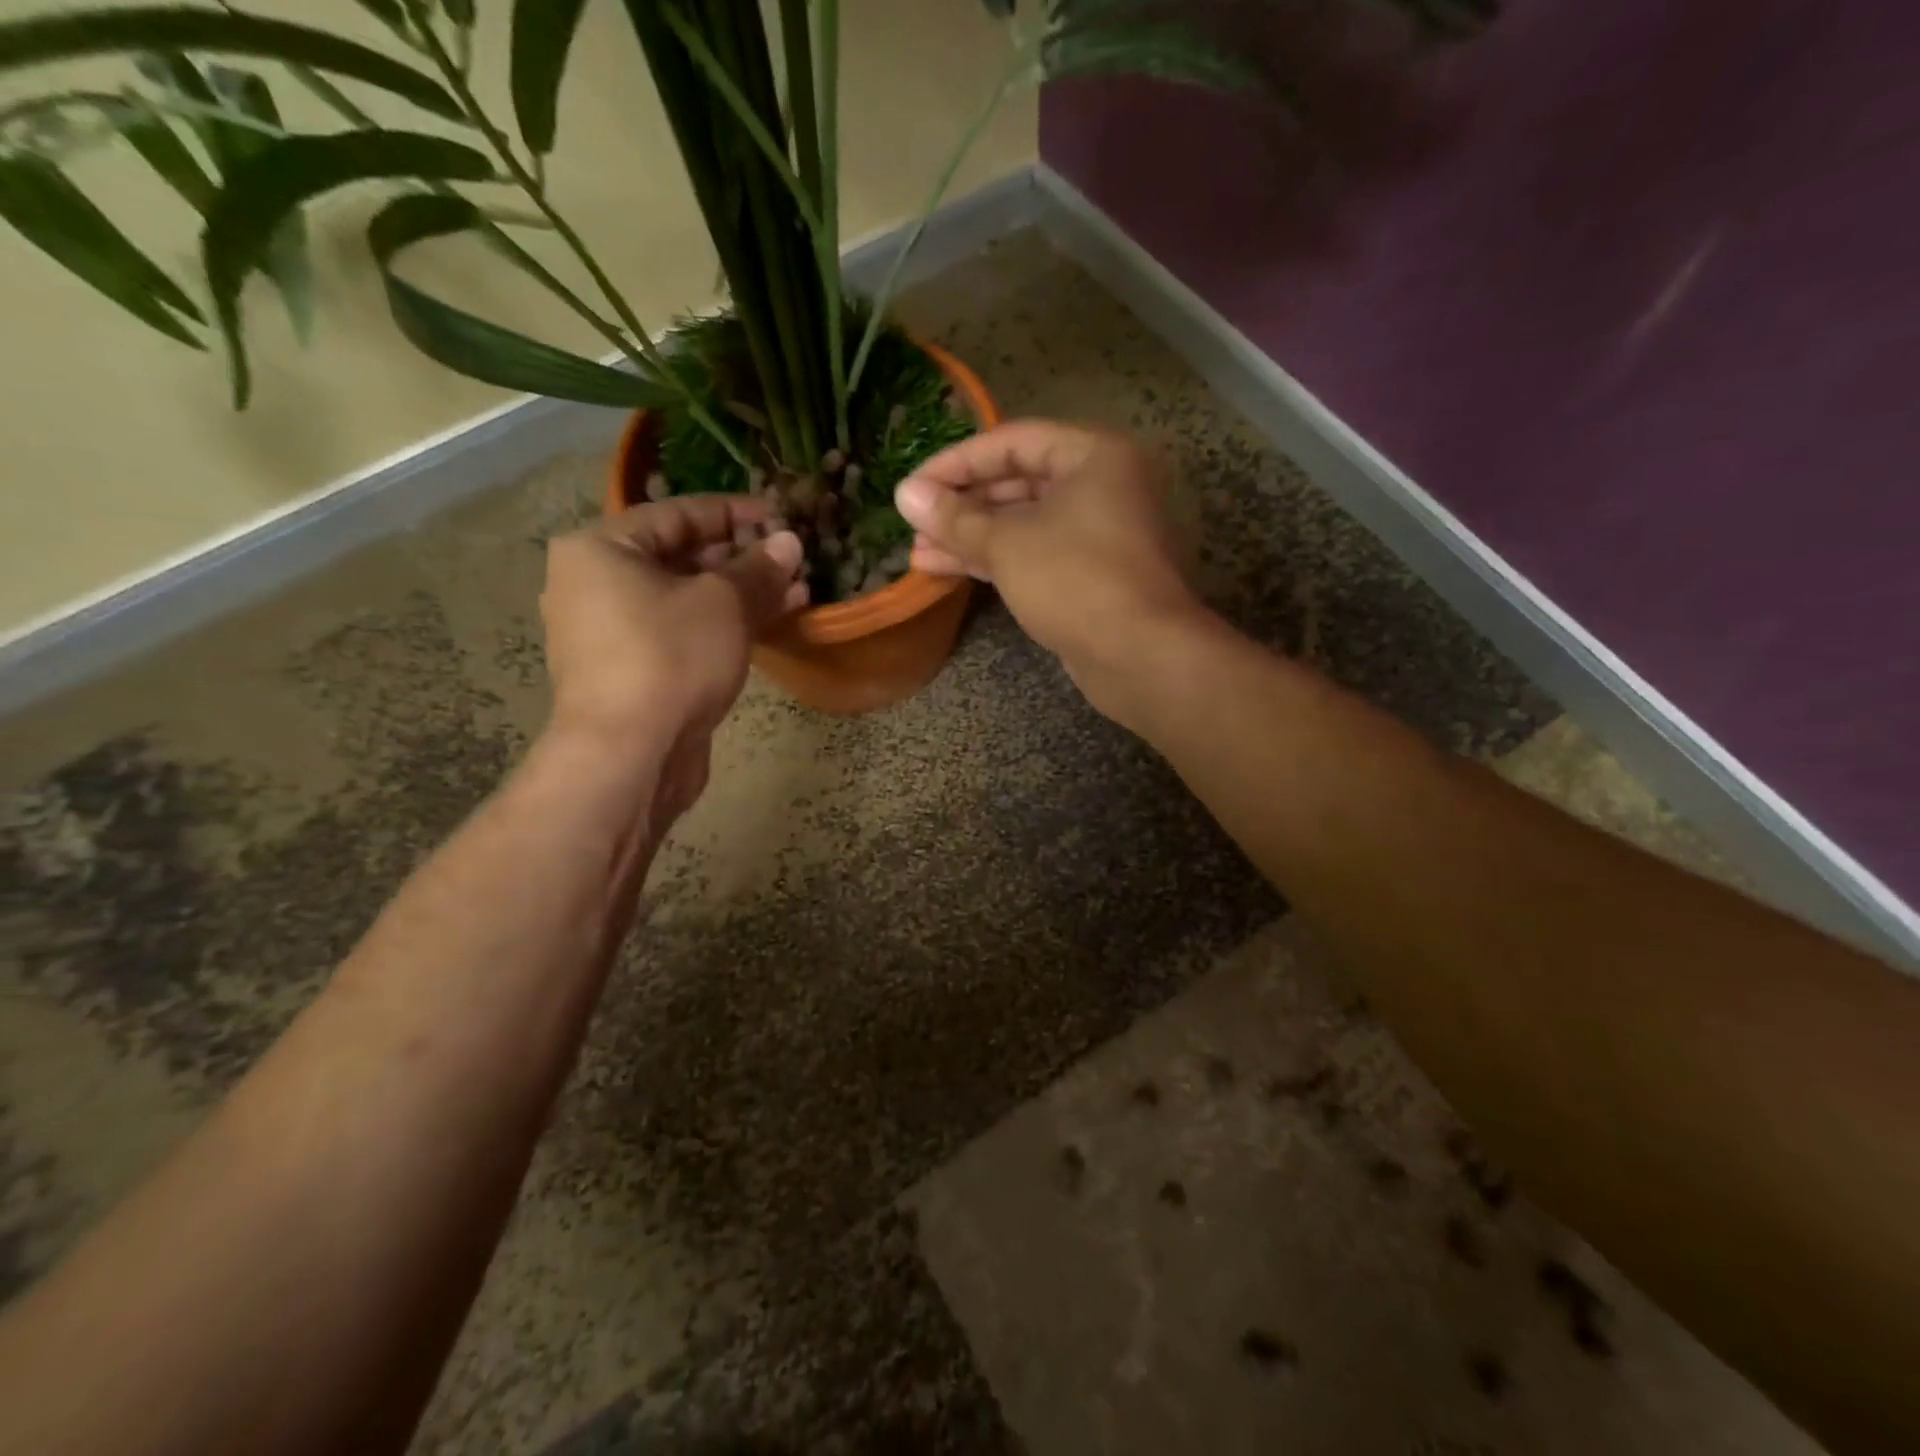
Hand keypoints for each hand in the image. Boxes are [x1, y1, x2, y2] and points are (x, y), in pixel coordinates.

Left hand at [539, 495, 805, 821]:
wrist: (630, 753)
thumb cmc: (670, 657)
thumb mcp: (724, 603)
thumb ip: (759, 568)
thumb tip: (789, 542)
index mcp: (601, 549)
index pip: (678, 513)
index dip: (736, 513)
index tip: (781, 516)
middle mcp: (596, 584)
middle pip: (681, 557)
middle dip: (743, 559)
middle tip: (792, 560)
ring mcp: (612, 633)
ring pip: (687, 600)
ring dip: (741, 595)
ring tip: (796, 592)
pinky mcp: (634, 672)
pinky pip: (683, 634)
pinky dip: (722, 626)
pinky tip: (770, 626)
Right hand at [894, 421, 1206, 712]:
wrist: (1139, 655)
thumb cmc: (1076, 580)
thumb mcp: (1007, 543)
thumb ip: (955, 517)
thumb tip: (905, 494)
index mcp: (1094, 455)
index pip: (1012, 441)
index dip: (956, 462)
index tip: (912, 486)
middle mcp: (1101, 486)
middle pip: (1018, 482)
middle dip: (962, 505)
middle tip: (914, 523)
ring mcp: (1097, 533)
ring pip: (1023, 524)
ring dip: (971, 536)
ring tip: (920, 553)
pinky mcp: (1089, 574)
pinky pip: (1034, 554)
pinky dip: (995, 559)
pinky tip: (948, 569)